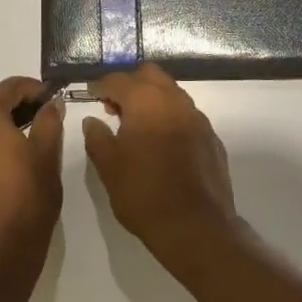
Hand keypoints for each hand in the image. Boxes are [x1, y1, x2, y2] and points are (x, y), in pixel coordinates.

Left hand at [0, 77, 63, 281]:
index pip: (12, 87)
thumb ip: (49, 120)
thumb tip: (51, 103)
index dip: (35, 90)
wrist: (1, 244)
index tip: (51, 98)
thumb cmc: (28, 192)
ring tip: (1, 136)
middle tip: (32, 117)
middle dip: (5, 102)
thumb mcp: (48, 151)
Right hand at [82, 64, 237, 271]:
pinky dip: (170, 119)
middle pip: (150, 75)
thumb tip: (92, 120)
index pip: (119, 80)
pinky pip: (186, 115)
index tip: (90, 95)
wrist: (196, 226)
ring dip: (152, 100)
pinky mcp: (211, 137)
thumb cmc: (144, 193)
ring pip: (171, 93)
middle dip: (130, 84)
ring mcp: (198, 118)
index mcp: (146, 101)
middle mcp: (175, 100)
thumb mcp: (109, 167)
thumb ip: (97, 137)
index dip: (101, 86)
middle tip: (115, 107)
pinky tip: (162, 144)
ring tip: (137, 127)